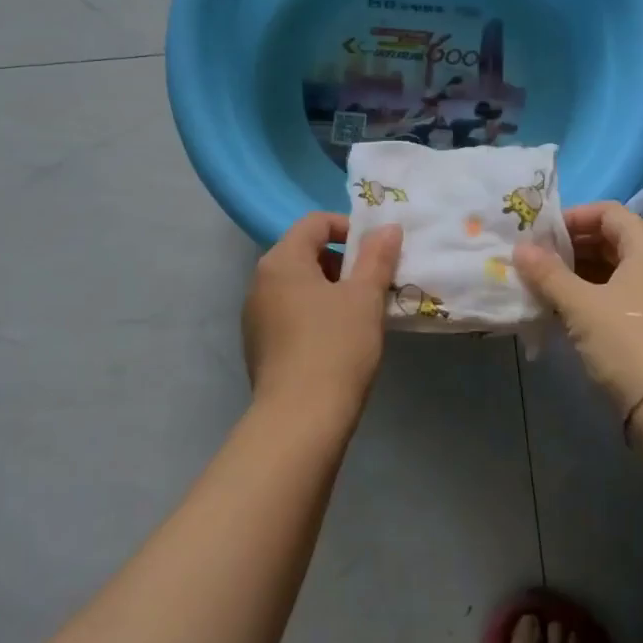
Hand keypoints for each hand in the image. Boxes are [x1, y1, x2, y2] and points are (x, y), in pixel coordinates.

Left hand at [242, 213, 403, 426]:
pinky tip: (336, 341)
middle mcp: (260, 281)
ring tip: (359, 313)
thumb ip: (377, 257)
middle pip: (303, 252)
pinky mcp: (258, 346)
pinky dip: (313, 313)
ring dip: (329, 289)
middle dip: (341, 262)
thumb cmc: (336, 346)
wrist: (300, 420)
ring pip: (297, 286)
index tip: (376, 252)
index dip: (348, 228)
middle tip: (372, 284)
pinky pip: (289, 313)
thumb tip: (388, 228)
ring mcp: (255, 316)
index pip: (314, 222)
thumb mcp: (365, 297)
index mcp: (282, 260)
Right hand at [513, 202, 642, 414]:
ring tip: (540, 283)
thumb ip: (548, 273)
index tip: (542, 234)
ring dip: (575, 272)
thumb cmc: (626, 344)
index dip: (574, 217)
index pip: (609, 212)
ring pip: (610, 269)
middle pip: (610, 239)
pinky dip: (588, 294)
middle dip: (570, 246)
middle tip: (535, 258)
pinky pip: (615, 294)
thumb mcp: (580, 305)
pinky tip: (559, 308)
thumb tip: (520, 249)